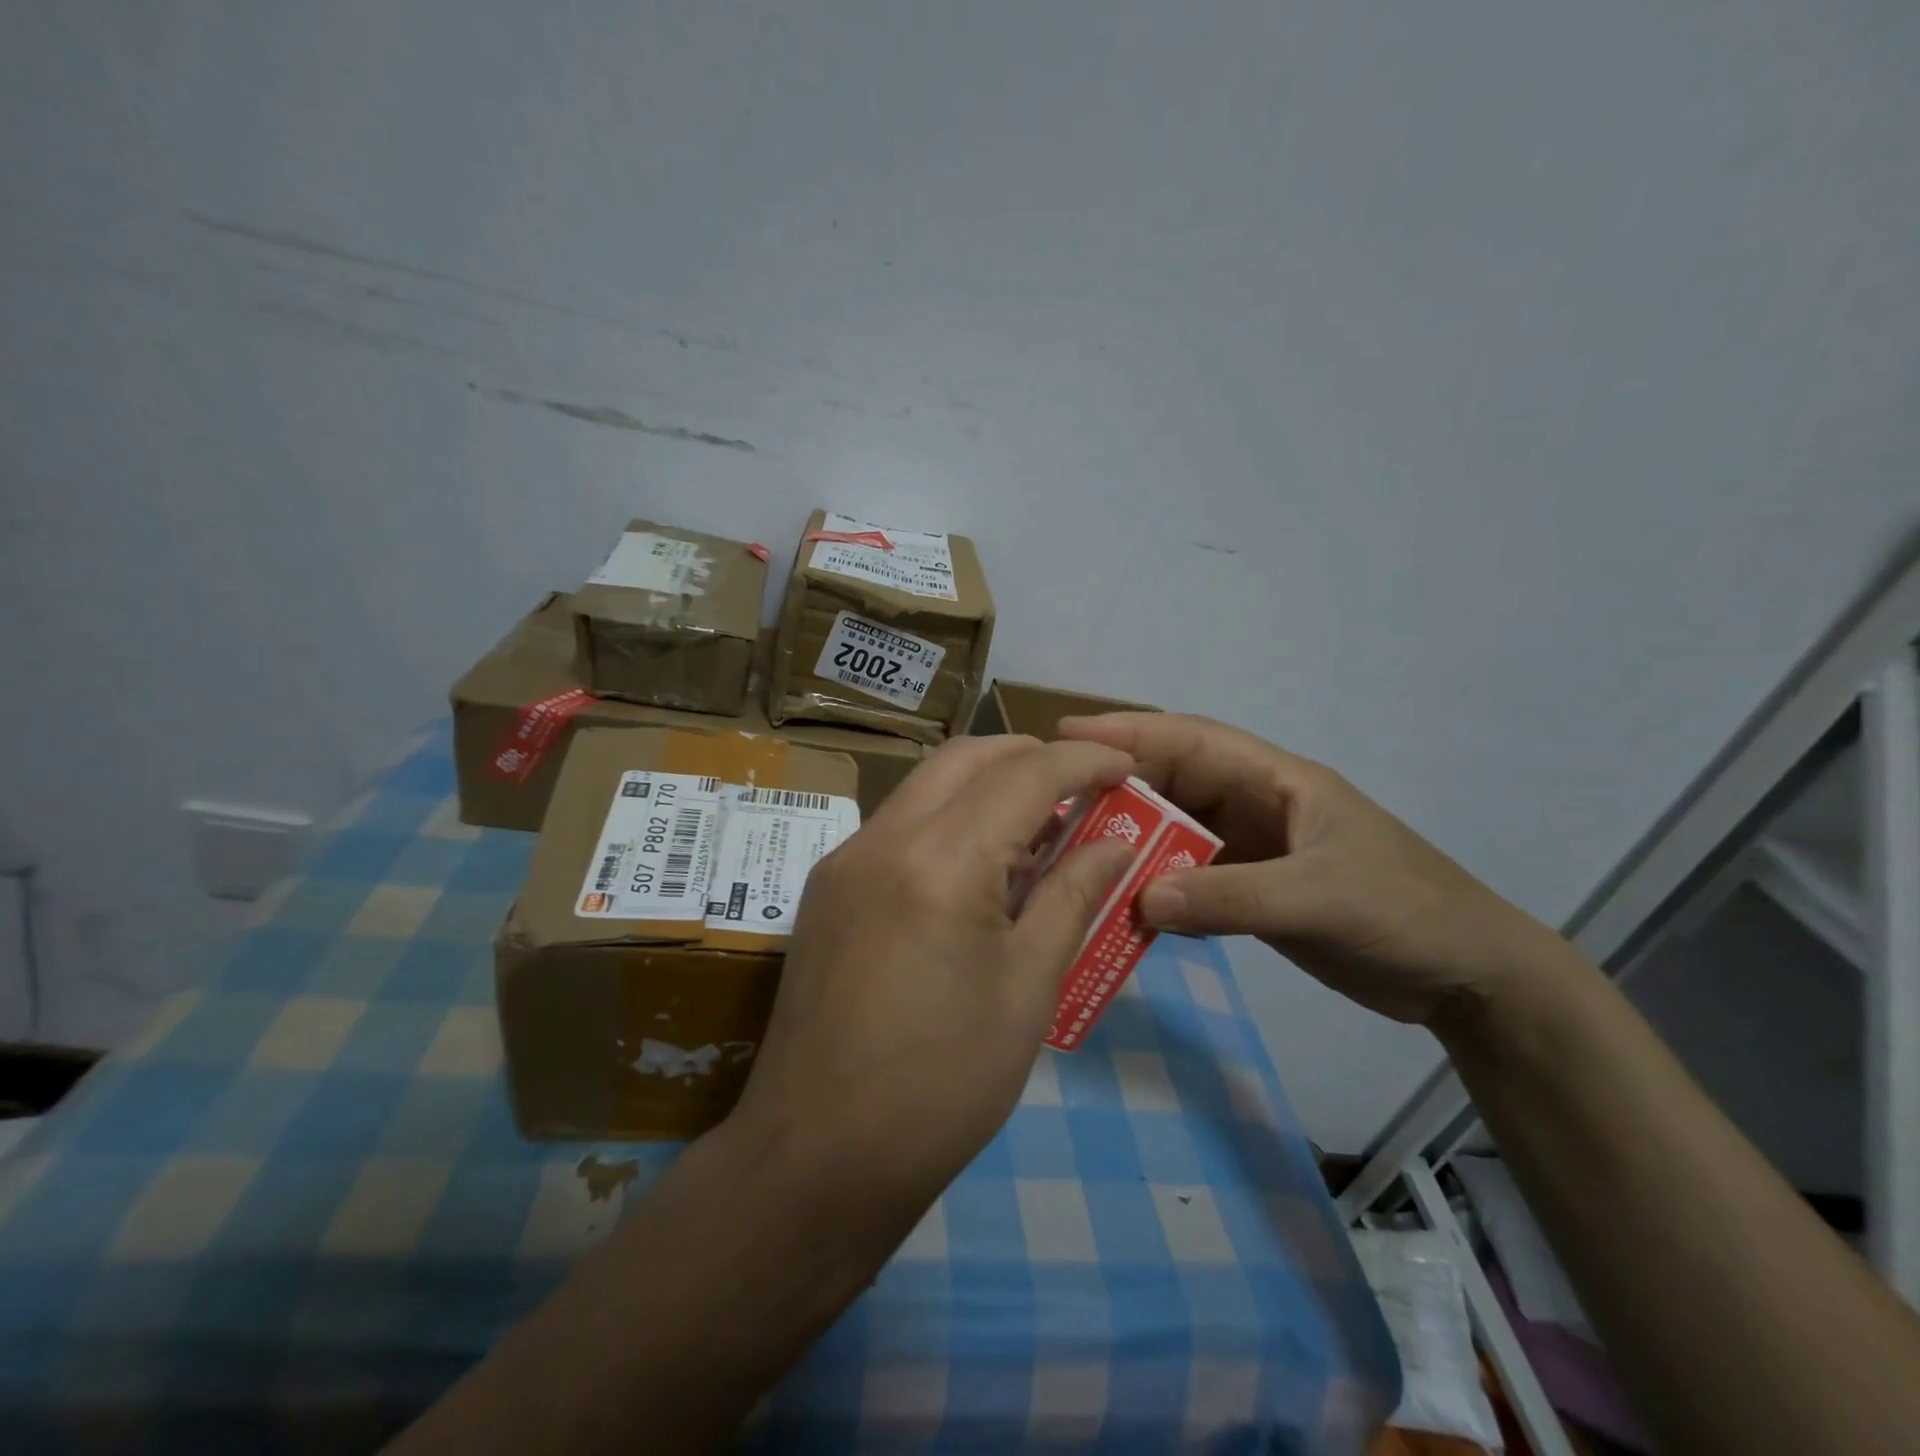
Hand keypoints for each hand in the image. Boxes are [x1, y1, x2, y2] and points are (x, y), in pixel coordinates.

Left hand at [727, 735, 1136, 1214]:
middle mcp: (881, 838)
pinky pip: (899, 824)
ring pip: (927, 784)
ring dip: (987, 785)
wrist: (818, 1156)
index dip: (1082, 762)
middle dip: (1029, 757)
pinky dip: (949, 819)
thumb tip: (1115, 843)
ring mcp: (844, 860)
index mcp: (938, 861)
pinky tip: (981, 867)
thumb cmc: (942, 1084)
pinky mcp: (827, 887)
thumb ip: (1072, 897)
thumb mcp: (1027, 990)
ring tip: (1040, 828)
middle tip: (1083, 786)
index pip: (1022, 775)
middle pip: (964, 758)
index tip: (1126, 768)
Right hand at [1058, 713, 1561, 1029]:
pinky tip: (1121, 906)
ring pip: (1175, 834)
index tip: (1068, 732)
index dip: (1130, 731)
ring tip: (1072, 853)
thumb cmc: (1405, 912)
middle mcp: (1256, 806)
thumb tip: (1139, 899)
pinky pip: (1190, 881)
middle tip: (1053, 802)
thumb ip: (1230, 898)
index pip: (1192, 740)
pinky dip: (1156, 890)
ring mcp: (1253, 851)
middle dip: (1118, 788)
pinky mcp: (1253, 892)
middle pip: (1173, 785)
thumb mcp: (1319, 897)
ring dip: (1132, 843)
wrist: (1466, 977)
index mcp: (1276, 780)